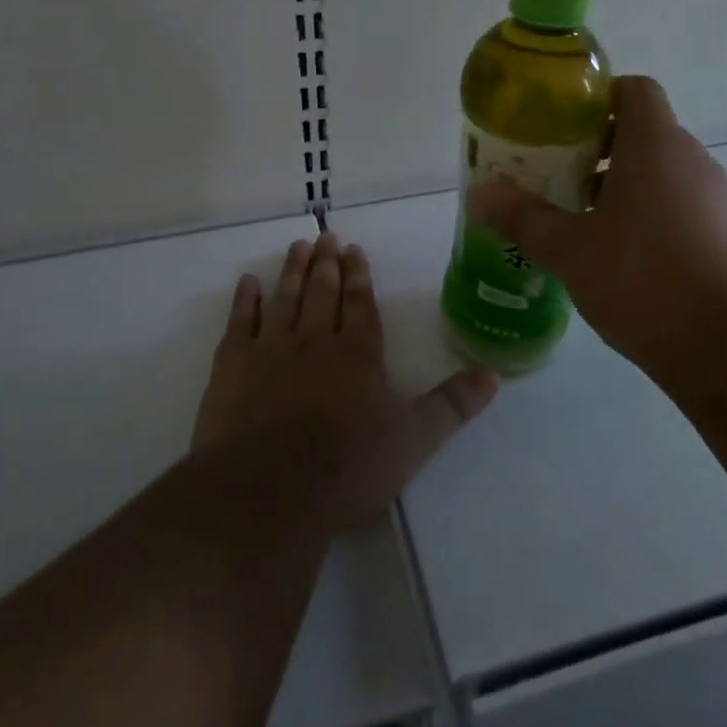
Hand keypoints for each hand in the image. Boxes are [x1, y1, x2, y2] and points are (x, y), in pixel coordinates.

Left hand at [193, 234, 498, 528]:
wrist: (269, 490)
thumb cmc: (347, 467)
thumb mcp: (414, 440)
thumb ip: (452, 405)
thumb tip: (494, 374)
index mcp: (357, 354)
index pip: (360, 304)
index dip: (358, 276)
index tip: (354, 250)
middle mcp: (315, 340)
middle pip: (322, 293)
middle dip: (326, 263)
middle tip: (325, 237)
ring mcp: (270, 349)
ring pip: (285, 298)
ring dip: (292, 271)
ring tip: (297, 247)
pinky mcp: (232, 367)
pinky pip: (240, 322)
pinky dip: (245, 300)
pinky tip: (247, 283)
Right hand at [468, 75, 726, 373]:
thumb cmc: (643, 278)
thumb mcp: (569, 248)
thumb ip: (522, 216)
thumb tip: (478, 193)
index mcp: (655, 144)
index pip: (634, 89)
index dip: (598, 98)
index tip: (562, 127)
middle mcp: (692, 160)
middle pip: (642, 133)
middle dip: (596, 150)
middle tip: (555, 178)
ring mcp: (716, 199)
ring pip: (661, 174)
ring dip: (621, 187)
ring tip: (580, 223)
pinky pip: (680, 208)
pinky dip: (648, 218)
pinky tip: (620, 260)